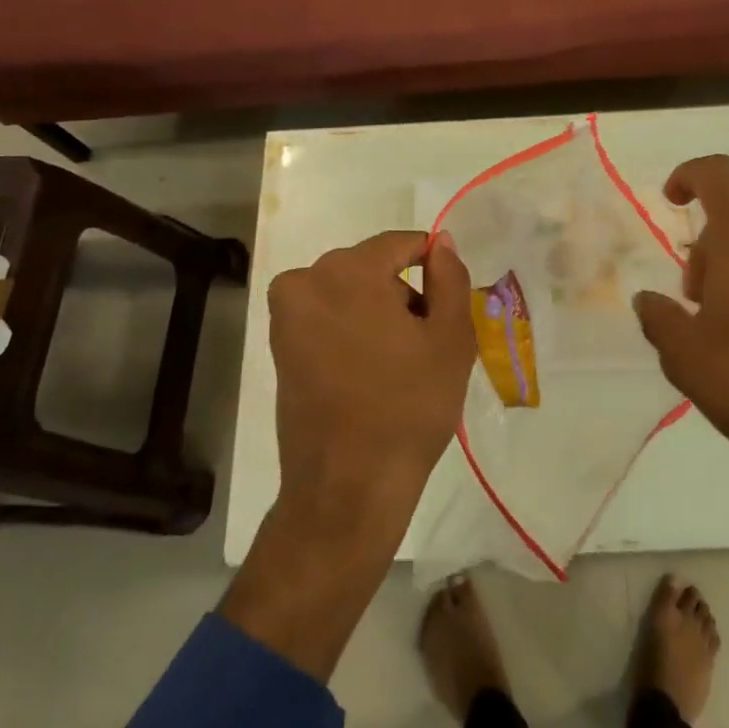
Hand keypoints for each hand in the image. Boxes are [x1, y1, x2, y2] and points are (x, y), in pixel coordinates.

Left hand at [267, 229, 475, 526]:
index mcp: (349, 270)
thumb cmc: (409, 407)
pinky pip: (326, 317)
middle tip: (425, 342)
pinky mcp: (277, 346)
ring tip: (398, 363)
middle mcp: (307, 280)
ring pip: (348, 292)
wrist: (348, 486)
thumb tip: (440, 241)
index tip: (446, 304)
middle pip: (371, 267)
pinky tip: (369, 372)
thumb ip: (450, 277)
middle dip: (401, 293)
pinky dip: (350, 331)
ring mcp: (287, 315)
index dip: (431, 267)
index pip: (399, 244)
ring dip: (375, 312)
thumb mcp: (451, 338)